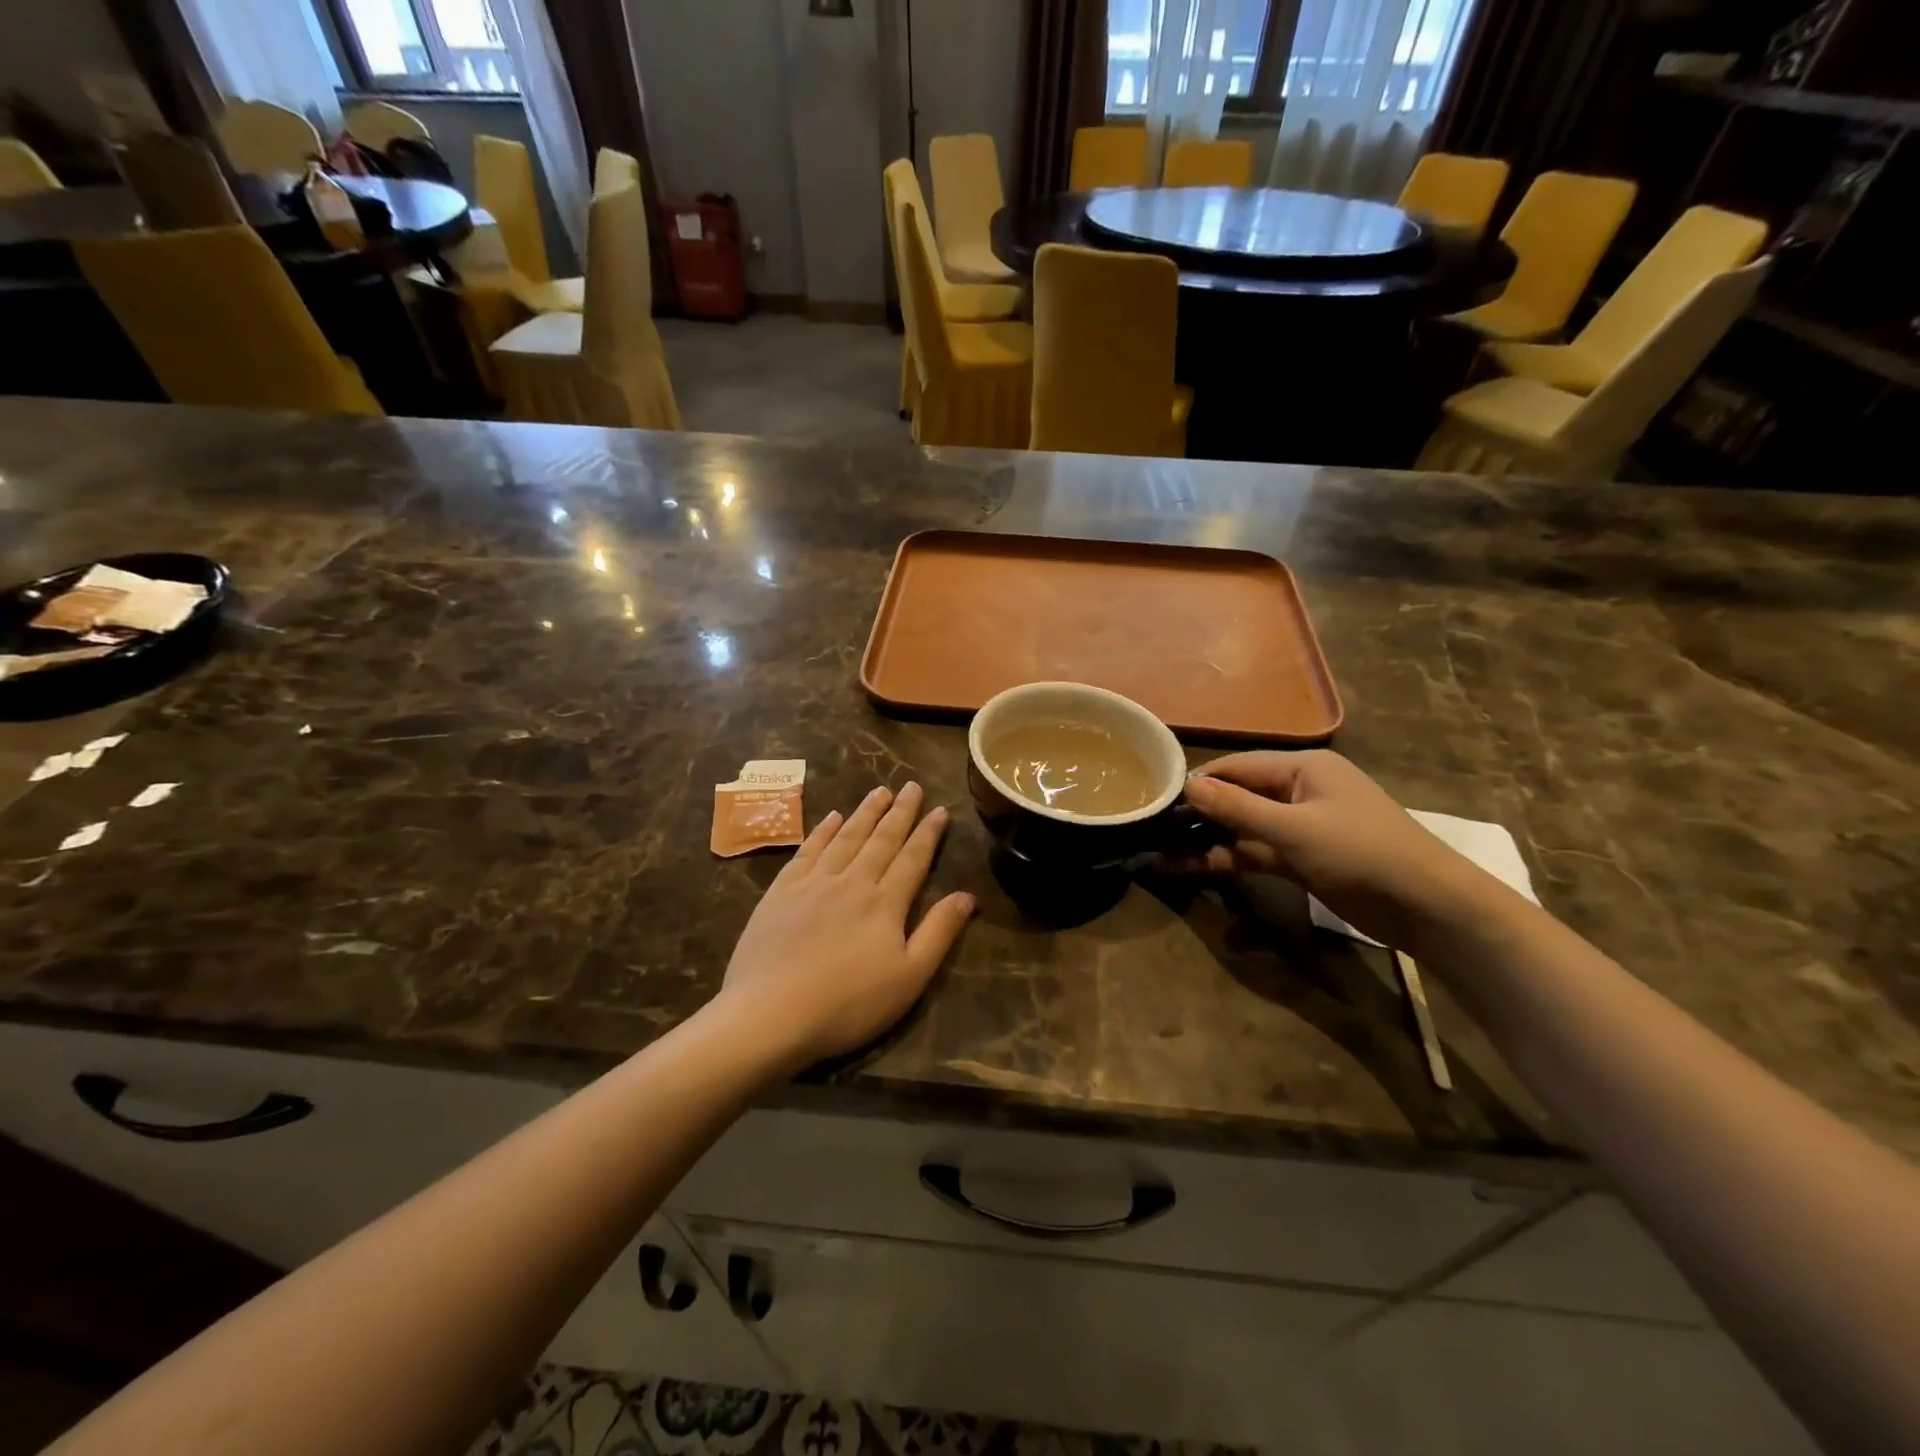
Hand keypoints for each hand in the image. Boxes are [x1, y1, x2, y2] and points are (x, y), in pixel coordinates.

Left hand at [717, 783, 974, 1069]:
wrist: (770, 1014)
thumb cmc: (848, 1004)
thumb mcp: (909, 977)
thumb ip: (939, 932)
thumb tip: (967, 895)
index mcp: (885, 903)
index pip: (913, 858)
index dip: (928, 832)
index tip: (939, 808)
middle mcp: (852, 881)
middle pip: (881, 839)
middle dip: (899, 812)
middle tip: (911, 786)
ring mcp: (813, 883)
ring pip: (846, 838)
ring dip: (865, 813)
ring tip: (879, 792)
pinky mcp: (781, 892)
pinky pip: (808, 850)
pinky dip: (822, 831)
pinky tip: (831, 818)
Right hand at [1181, 751, 1498, 950]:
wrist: (1428, 907)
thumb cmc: (1361, 853)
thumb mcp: (1294, 829)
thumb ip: (1238, 808)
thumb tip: (1188, 786)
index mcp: (1302, 767)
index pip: (1235, 767)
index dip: (1197, 783)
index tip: (1155, 800)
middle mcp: (1299, 790)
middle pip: (1237, 797)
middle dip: (1197, 815)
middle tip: (1151, 830)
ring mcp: (1301, 826)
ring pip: (1243, 829)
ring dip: (1207, 841)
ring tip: (1160, 854)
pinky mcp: (1304, 859)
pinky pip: (1257, 852)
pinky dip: (1229, 860)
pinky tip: (1192, 869)